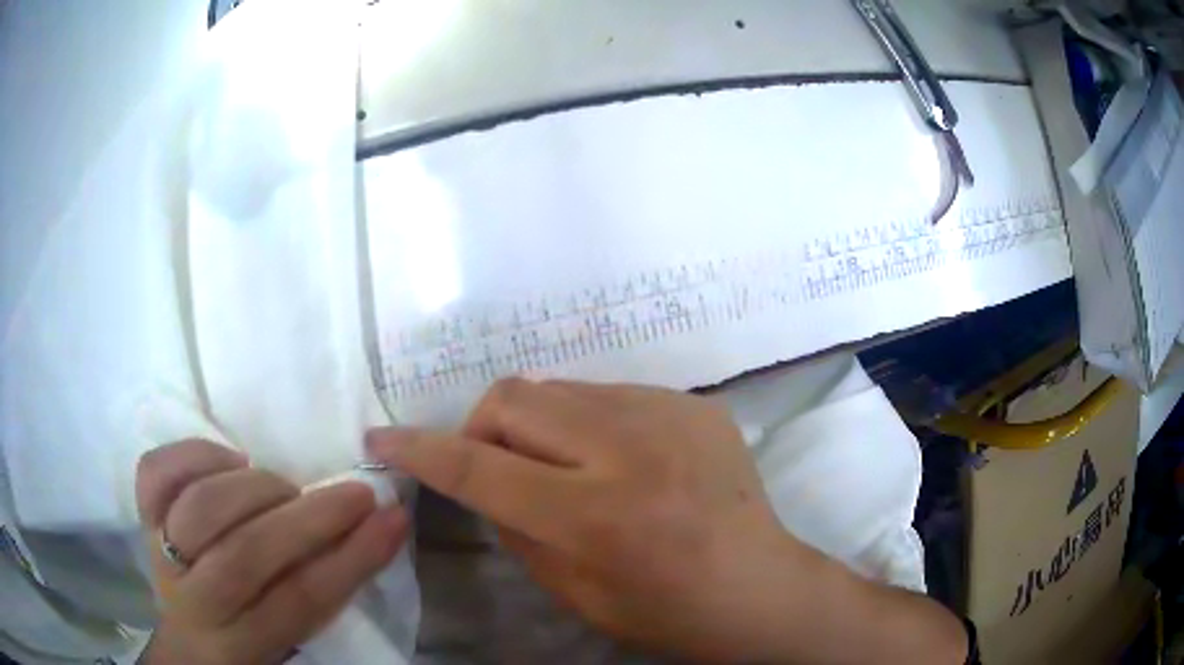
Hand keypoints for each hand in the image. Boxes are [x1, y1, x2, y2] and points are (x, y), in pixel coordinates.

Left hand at [136, 440, 407, 664]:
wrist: (191, 641)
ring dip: (255, 489)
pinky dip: (195, 454)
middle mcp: (195, 603)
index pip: (298, 602)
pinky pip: (154, 474)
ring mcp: (162, 555)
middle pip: (245, 557)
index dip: (349, 559)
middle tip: (352, 494)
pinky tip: (231, 462)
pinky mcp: (144, 518)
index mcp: (241, 644)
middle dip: (308, 520)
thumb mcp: (294, 634)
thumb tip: (383, 524)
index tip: (390, 519)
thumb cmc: (251, 636)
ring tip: (284, 487)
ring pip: (200, 509)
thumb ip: (329, 587)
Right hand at [366, 379, 804, 660]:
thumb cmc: (665, 611)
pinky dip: (590, 423)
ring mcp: (671, 415)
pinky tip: (619, 460)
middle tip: (495, 465)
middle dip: (482, 427)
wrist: (759, 587)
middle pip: (513, 399)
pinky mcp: (695, 402)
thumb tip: (479, 476)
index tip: (382, 440)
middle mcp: (632, 450)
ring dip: (539, 424)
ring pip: (559, 387)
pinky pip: (611, 394)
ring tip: (565, 466)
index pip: (479, 468)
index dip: (419, 451)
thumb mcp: (572, 590)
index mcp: (597, 516)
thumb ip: (514, 524)